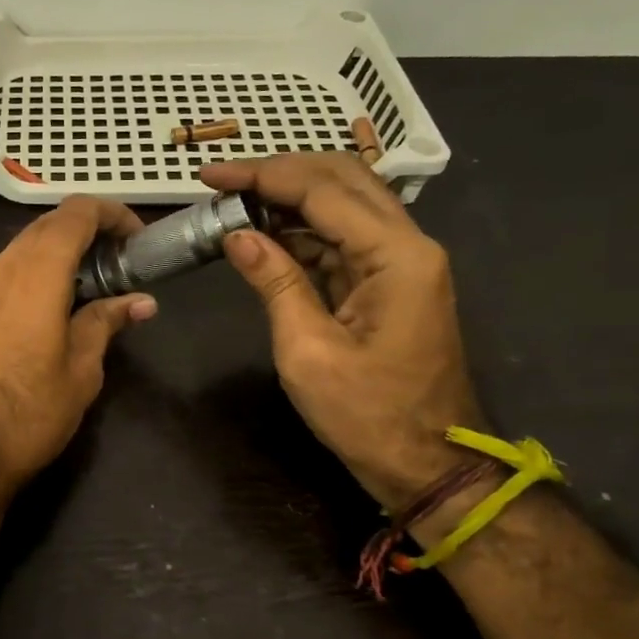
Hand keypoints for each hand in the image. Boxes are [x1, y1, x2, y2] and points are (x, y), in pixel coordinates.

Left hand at [0, 197, 158, 503]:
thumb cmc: (29, 413)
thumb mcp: (81, 371)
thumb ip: (106, 323)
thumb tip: (140, 302)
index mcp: (36, 274)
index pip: (75, 213)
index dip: (110, 214)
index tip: (134, 238)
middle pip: (45, 228)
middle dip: (84, 234)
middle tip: (114, 264)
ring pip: (17, 252)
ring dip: (52, 258)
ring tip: (79, 293)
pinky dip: (25, 279)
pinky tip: (37, 315)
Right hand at [199, 154, 484, 510]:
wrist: (428, 465)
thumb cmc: (368, 416)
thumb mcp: (308, 351)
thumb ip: (274, 282)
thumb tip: (236, 234)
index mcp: (396, 255)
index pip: (322, 191)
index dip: (262, 175)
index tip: (209, 174)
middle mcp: (407, 244)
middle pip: (342, 180)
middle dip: (278, 172)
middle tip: (222, 182)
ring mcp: (400, 263)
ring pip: (343, 204)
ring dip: (288, 197)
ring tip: (232, 204)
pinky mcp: (387, 283)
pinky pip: (341, 239)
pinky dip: (300, 230)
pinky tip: (262, 234)